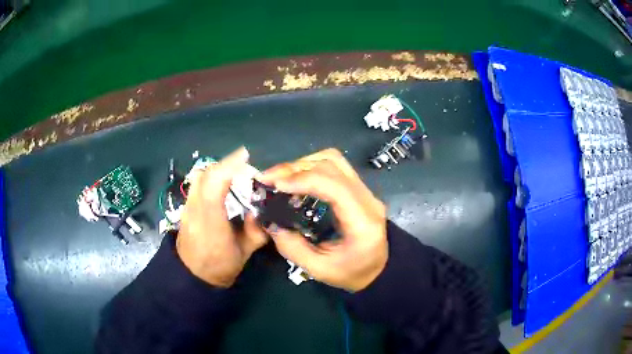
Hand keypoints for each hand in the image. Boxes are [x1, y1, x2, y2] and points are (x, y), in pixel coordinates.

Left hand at [177, 147, 267, 287]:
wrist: (192, 275)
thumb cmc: (220, 266)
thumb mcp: (245, 252)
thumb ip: (257, 230)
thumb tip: (261, 208)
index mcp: (211, 224)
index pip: (214, 188)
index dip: (228, 168)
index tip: (245, 155)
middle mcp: (195, 211)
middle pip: (205, 176)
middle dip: (226, 164)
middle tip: (245, 164)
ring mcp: (187, 207)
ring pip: (199, 177)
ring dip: (217, 168)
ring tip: (234, 170)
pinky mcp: (185, 207)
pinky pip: (197, 183)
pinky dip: (210, 176)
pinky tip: (221, 181)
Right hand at [259, 148, 387, 291]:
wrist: (379, 269)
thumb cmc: (352, 273)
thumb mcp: (320, 270)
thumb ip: (293, 249)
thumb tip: (271, 224)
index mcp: (362, 221)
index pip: (334, 186)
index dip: (303, 179)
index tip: (275, 184)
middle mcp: (367, 199)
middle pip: (332, 165)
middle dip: (296, 168)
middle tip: (268, 179)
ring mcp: (365, 190)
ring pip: (333, 160)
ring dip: (303, 164)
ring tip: (280, 178)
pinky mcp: (359, 188)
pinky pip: (334, 167)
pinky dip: (311, 167)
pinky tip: (295, 180)